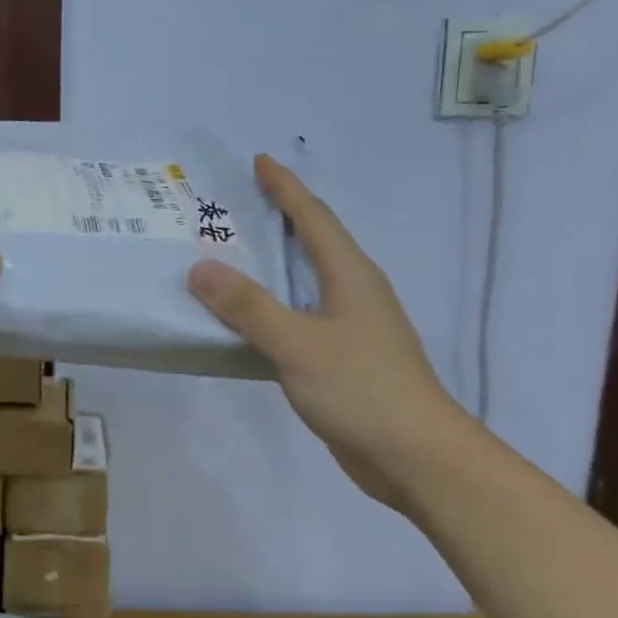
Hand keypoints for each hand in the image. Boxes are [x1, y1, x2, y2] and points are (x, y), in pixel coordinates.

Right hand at [187, 155, 475, 510]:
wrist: (416, 457)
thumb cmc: (362, 390)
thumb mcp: (298, 344)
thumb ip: (249, 307)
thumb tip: (200, 267)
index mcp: (351, 276)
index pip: (314, 218)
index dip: (286, 188)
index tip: (258, 161)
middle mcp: (353, 292)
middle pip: (312, 243)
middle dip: (278, 219)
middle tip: (235, 205)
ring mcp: (351, 327)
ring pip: (305, 283)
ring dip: (271, 266)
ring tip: (231, 255)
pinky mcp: (342, 358)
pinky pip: (299, 317)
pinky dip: (271, 307)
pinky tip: (246, 319)